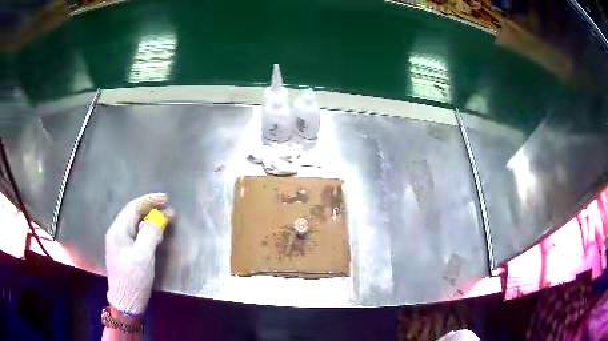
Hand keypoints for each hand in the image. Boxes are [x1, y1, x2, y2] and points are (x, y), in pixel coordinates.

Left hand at [105, 193, 172, 315]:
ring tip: (166, 221)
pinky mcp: (125, 252)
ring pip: (135, 224)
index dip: (149, 201)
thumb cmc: (133, 279)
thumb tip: (157, 219)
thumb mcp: (143, 257)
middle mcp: (117, 233)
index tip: (166, 199)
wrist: (126, 302)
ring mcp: (120, 243)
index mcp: (118, 231)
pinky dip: (147, 230)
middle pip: (133, 214)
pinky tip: (156, 235)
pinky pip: (136, 234)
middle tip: (170, 211)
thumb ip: (149, 235)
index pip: (133, 208)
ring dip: (150, 220)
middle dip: (151, 210)